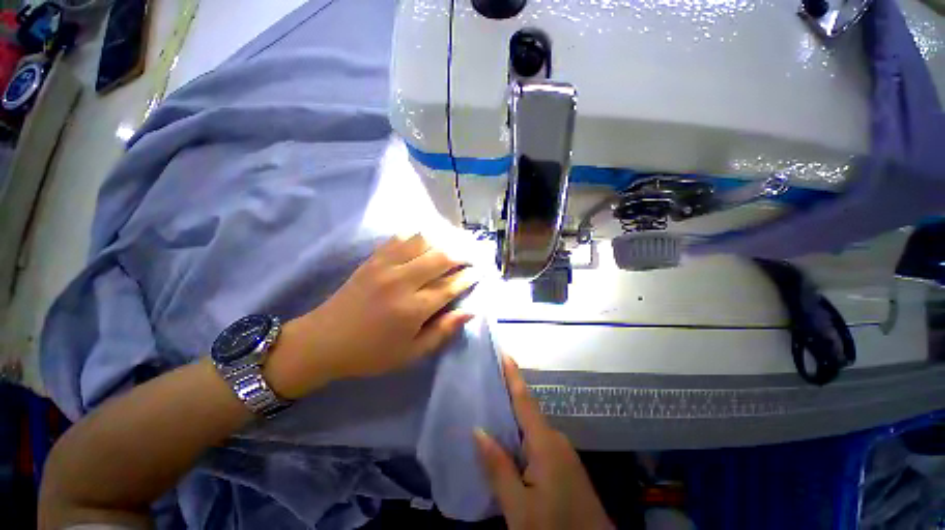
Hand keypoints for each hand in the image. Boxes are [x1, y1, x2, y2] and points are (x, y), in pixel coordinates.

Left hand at [266, 234, 476, 398]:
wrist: (323, 341)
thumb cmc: (371, 353)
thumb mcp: (411, 353)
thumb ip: (442, 331)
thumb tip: (470, 312)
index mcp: (413, 309)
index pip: (450, 286)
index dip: (468, 277)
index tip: (479, 273)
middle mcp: (402, 281)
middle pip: (441, 257)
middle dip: (462, 254)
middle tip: (472, 257)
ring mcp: (385, 266)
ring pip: (423, 242)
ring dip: (443, 241)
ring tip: (453, 246)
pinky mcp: (373, 259)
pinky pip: (400, 238)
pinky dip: (418, 235)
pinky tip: (426, 239)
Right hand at [474, 355, 613, 529]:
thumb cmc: (555, 528)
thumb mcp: (519, 507)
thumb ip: (498, 467)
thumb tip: (478, 430)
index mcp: (546, 443)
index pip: (525, 400)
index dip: (514, 376)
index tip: (504, 354)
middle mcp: (556, 441)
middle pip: (527, 412)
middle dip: (507, 396)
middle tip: (484, 384)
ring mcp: (563, 454)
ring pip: (531, 429)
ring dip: (512, 419)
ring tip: (488, 410)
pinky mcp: (564, 467)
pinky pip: (538, 443)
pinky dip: (521, 437)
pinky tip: (507, 443)